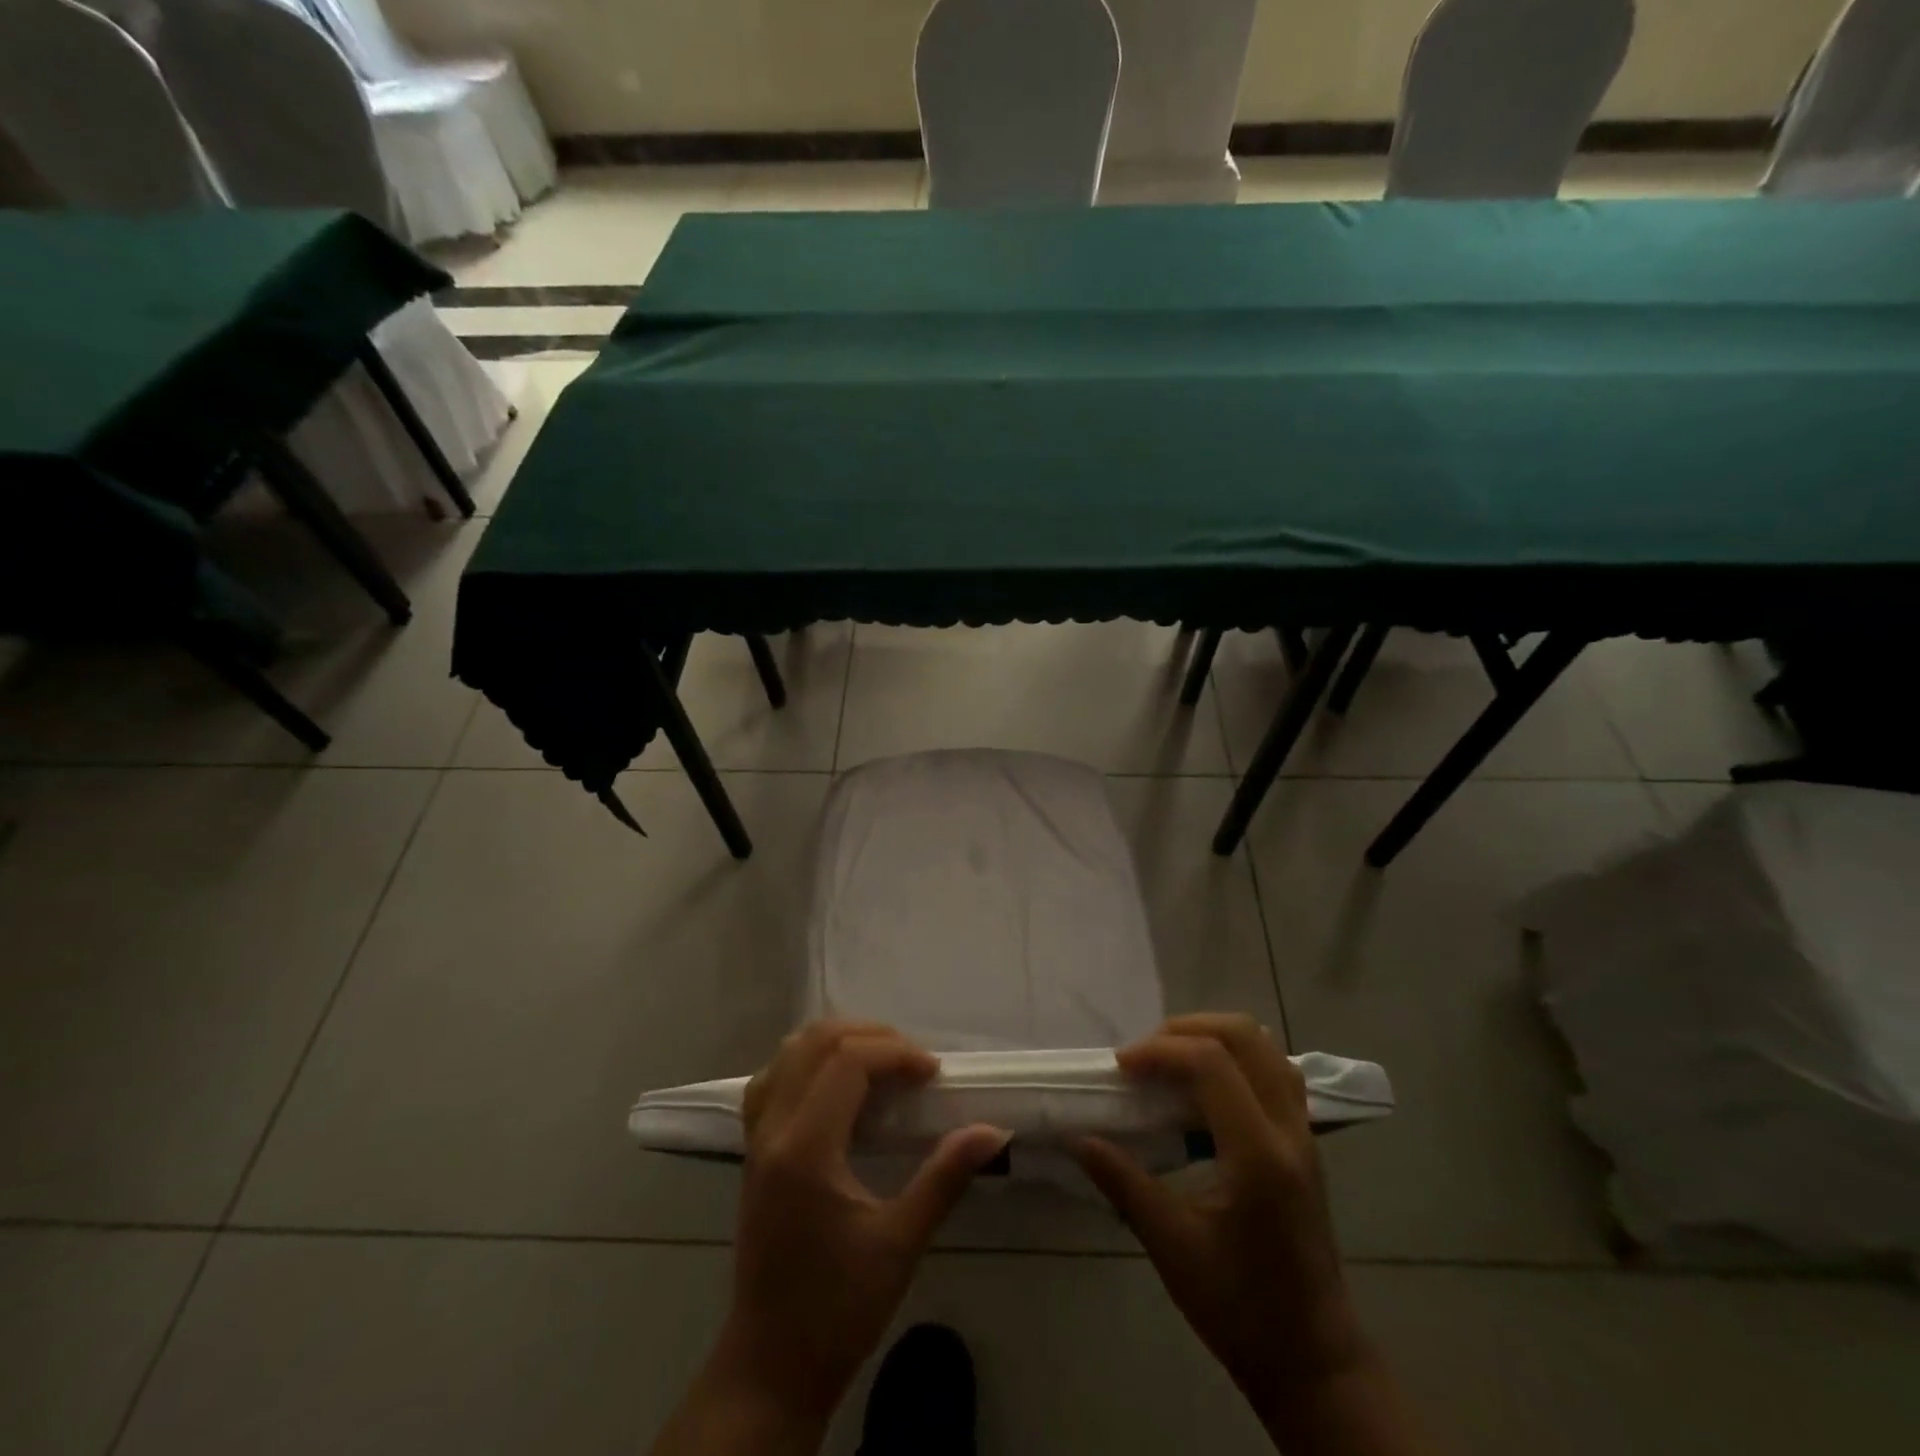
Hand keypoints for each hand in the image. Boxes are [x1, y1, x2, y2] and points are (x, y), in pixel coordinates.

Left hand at [715, 1021, 1010, 1426]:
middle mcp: (772, 1130)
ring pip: (790, 1053)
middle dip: (871, 1037)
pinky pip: (773, 1078)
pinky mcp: (753, 1150)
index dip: (895, 1052)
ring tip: (881, 1062)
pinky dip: (808, 1062)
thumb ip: (944, 1177)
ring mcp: (756, 1138)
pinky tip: (837, 1083)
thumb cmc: (838, 1308)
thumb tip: (993, 1132)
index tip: (933, 1073)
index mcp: (805, 1149)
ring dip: (838, 1042)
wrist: (772, 1364)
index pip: (847, 1062)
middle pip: (816, 1042)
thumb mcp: (900, 1244)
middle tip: (912, 1062)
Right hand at [1075, 1015, 1371, 1429]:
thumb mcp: (1172, 1248)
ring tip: (1171, 1060)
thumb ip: (1123, 1182)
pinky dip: (1237, 1057)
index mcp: (1258, 1155)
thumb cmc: (1240, 1308)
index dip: (1160, 1051)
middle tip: (1145, 1055)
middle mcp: (1289, 1130)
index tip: (1120, 1068)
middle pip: (1244, 1036)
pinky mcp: (1306, 1142)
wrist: (1314, 1360)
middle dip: (1186, 1030)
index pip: (1211, 1064)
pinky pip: (1276, 1070)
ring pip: (1266, 1046)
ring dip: (1214, 1036)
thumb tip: (1076, 1137)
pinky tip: (1206, 1085)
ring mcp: (1304, 1133)